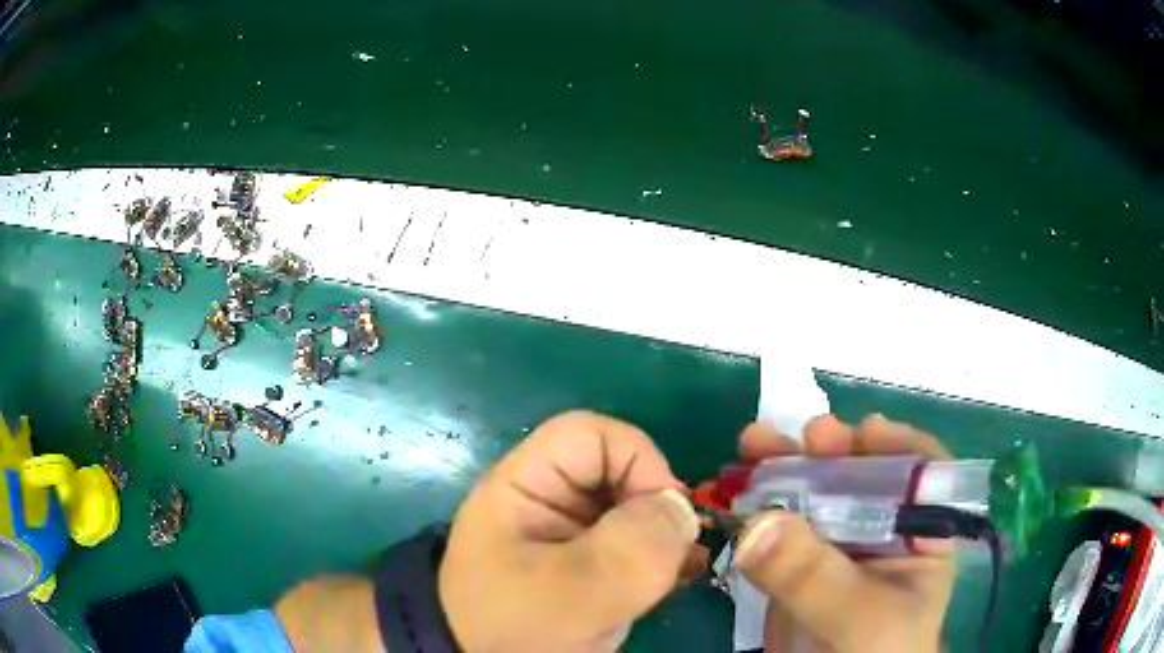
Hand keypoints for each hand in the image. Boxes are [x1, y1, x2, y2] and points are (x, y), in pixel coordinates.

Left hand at [439, 411, 705, 652]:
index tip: (666, 515)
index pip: (591, 435)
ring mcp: (570, 535)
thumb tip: (681, 509)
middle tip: (675, 555)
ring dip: (663, 538)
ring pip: (633, 510)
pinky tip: (678, 578)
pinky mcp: (587, 565)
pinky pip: (633, 544)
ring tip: (680, 571)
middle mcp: (550, 501)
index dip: (638, 460)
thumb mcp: (573, 592)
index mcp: (527, 486)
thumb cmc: (514, 629)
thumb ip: (633, 548)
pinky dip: (661, 556)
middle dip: (656, 508)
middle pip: (619, 472)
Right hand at [734, 414, 955, 652]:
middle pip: (860, 476)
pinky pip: (779, 529)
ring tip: (753, 445)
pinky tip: (736, 491)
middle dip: (830, 450)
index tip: (860, 432)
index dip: (894, 446)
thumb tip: (758, 522)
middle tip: (799, 435)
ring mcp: (837, 548)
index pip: (920, 475)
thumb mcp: (859, 617)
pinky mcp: (798, 568)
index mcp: (919, 535)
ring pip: (813, 497)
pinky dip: (756, 508)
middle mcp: (881, 532)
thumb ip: (815, 576)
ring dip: (784, 469)